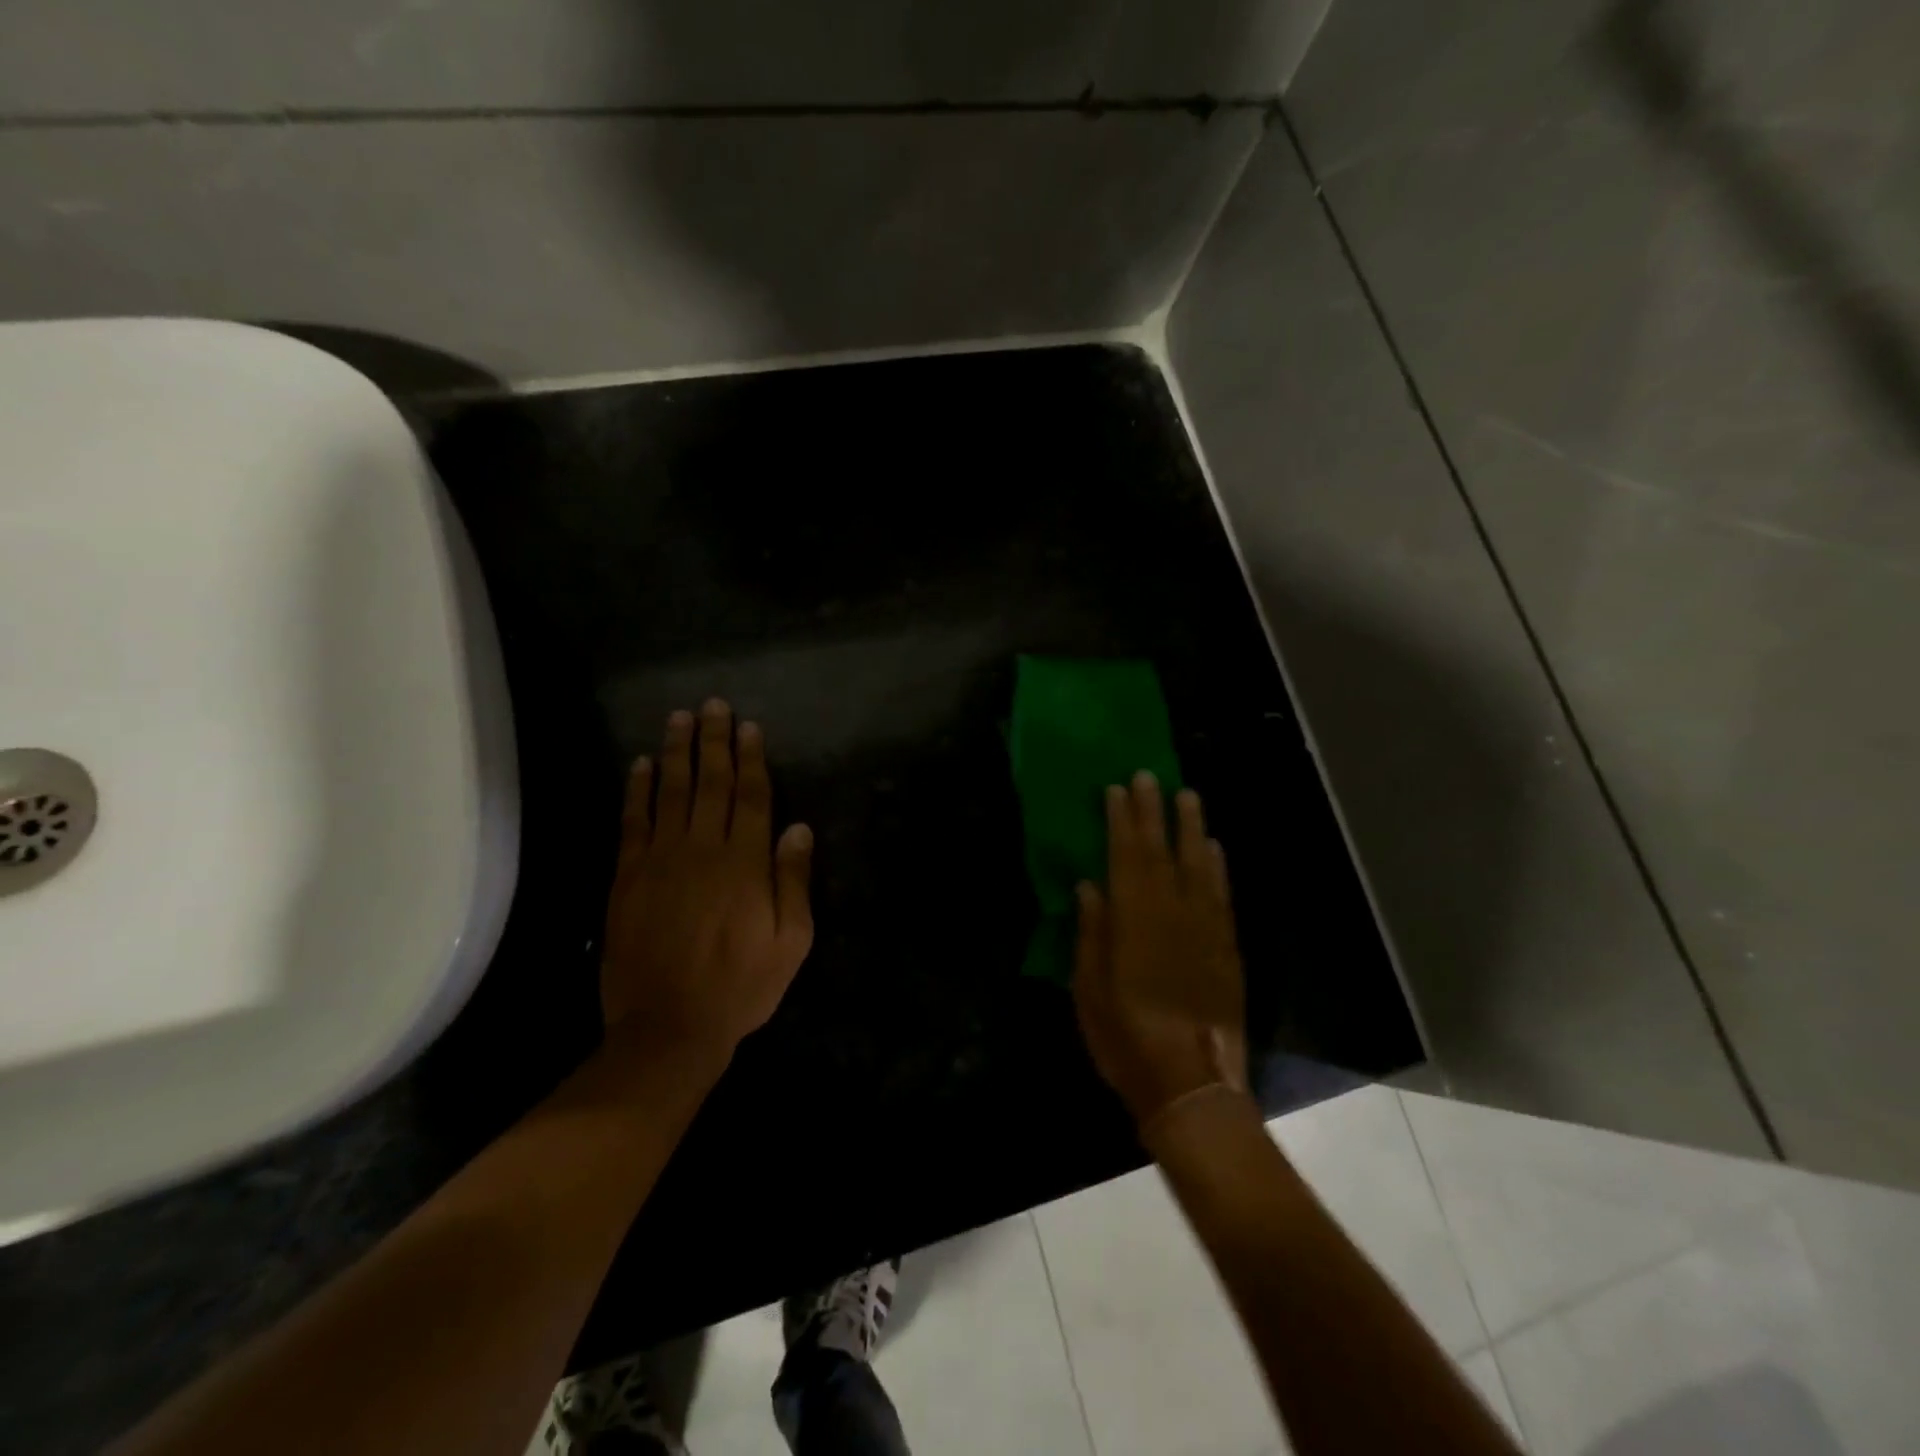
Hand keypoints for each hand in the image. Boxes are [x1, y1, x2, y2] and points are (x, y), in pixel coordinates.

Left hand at [599, 700, 814, 1062]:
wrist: (667, 1028)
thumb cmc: (741, 986)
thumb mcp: (791, 942)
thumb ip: (793, 881)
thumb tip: (798, 828)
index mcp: (745, 863)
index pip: (752, 797)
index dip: (752, 759)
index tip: (749, 727)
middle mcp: (703, 849)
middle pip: (711, 783)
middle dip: (714, 741)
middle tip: (713, 705)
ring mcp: (660, 860)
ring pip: (670, 792)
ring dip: (676, 752)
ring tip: (678, 718)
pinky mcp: (627, 877)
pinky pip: (633, 822)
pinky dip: (636, 790)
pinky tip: (639, 764)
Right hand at [1073, 773, 1247, 1126]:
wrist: (1192, 1085)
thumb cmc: (1126, 1040)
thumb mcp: (1089, 990)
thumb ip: (1091, 933)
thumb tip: (1089, 885)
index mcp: (1133, 922)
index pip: (1125, 858)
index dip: (1121, 821)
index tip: (1117, 789)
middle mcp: (1172, 914)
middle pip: (1161, 852)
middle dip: (1153, 812)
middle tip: (1149, 776)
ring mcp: (1205, 929)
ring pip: (1198, 865)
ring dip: (1191, 828)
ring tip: (1187, 796)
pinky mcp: (1227, 948)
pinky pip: (1222, 896)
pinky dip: (1218, 868)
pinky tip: (1213, 848)